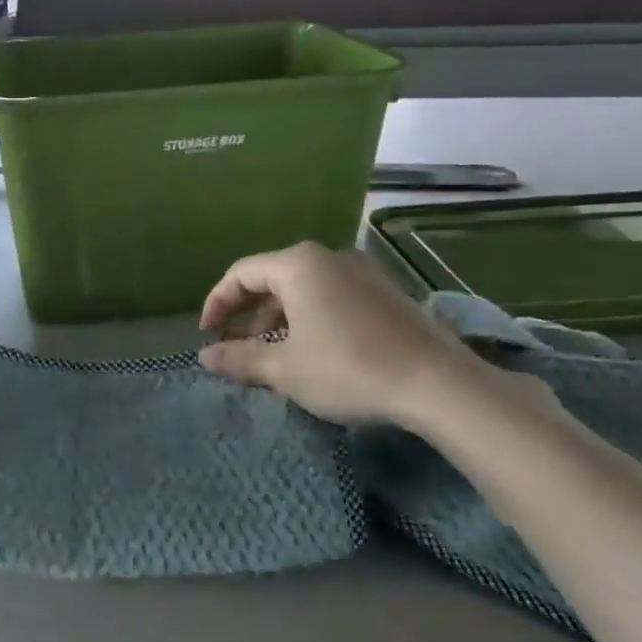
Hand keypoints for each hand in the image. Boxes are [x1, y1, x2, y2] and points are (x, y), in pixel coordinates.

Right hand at [197, 242, 481, 427]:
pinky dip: (310, 317)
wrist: (437, 384)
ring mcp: (362, 272)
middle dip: (248, 312)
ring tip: (272, 352)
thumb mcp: (284, 368)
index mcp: (298, 265)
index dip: (217, 303)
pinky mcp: (385, 292)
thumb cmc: (348, 369)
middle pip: (273, 277)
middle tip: (237, 345)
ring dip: (279, 317)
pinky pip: (332, 295)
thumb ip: (239, 358)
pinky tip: (313, 350)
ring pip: (304, 288)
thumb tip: (204, 356)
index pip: (241, 274)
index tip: (207, 334)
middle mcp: (329, 257)